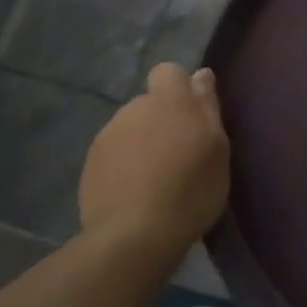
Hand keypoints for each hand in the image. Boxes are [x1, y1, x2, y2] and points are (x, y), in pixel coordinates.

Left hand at [78, 63, 229, 260]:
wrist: (134, 235)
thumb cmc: (190, 189)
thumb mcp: (216, 148)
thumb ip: (207, 106)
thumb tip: (200, 74)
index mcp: (168, 101)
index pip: (168, 72)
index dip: (180, 88)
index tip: (194, 115)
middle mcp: (133, 109)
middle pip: (150, 103)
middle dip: (164, 120)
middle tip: (182, 154)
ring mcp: (107, 136)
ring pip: (131, 129)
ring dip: (144, 143)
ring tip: (159, 178)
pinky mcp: (90, 164)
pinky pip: (114, 154)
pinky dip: (126, 166)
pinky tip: (137, 192)